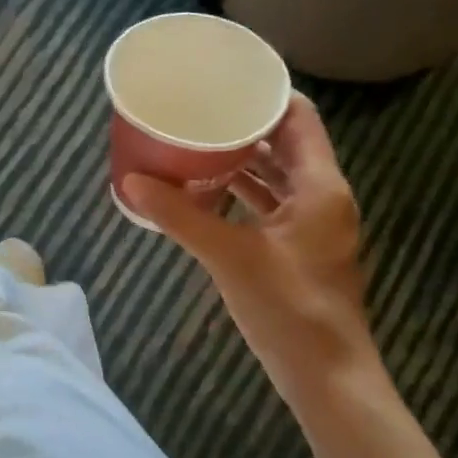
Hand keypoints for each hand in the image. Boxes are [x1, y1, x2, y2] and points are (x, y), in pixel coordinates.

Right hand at [122, 94, 378, 406]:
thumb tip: (131, 181)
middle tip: (200, 111)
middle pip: (287, 143)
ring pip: (278, 176)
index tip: (224, 82)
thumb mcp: (228, 256)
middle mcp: (322, 197)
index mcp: (319, 186)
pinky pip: (271, 205)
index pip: (299, 117)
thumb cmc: (287, 308)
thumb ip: (179, 216)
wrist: (326, 375)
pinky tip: (207, 192)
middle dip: (246, 126)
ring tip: (196, 144)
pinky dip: (244, 193)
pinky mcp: (300, 249)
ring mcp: (313, 225)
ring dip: (243, 160)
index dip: (265, 95)